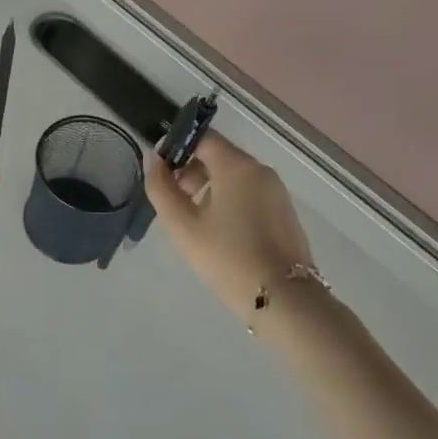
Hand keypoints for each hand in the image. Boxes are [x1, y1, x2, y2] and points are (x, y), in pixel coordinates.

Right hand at [144, 133, 314, 321]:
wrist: (283, 300)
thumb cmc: (227, 258)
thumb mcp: (182, 225)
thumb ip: (161, 188)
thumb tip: (153, 159)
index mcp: (236, 166)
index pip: (202, 137)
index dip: (177, 147)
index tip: (161, 172)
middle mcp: (260, 170)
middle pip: (218, 155)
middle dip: (191, 170)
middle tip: (174, 201)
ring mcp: (276, 191)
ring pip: (234, 175)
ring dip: (209, 187)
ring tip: (193, 220)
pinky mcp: (284, 211)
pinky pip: (249, 192)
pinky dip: (229, 199)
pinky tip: (219, 231)